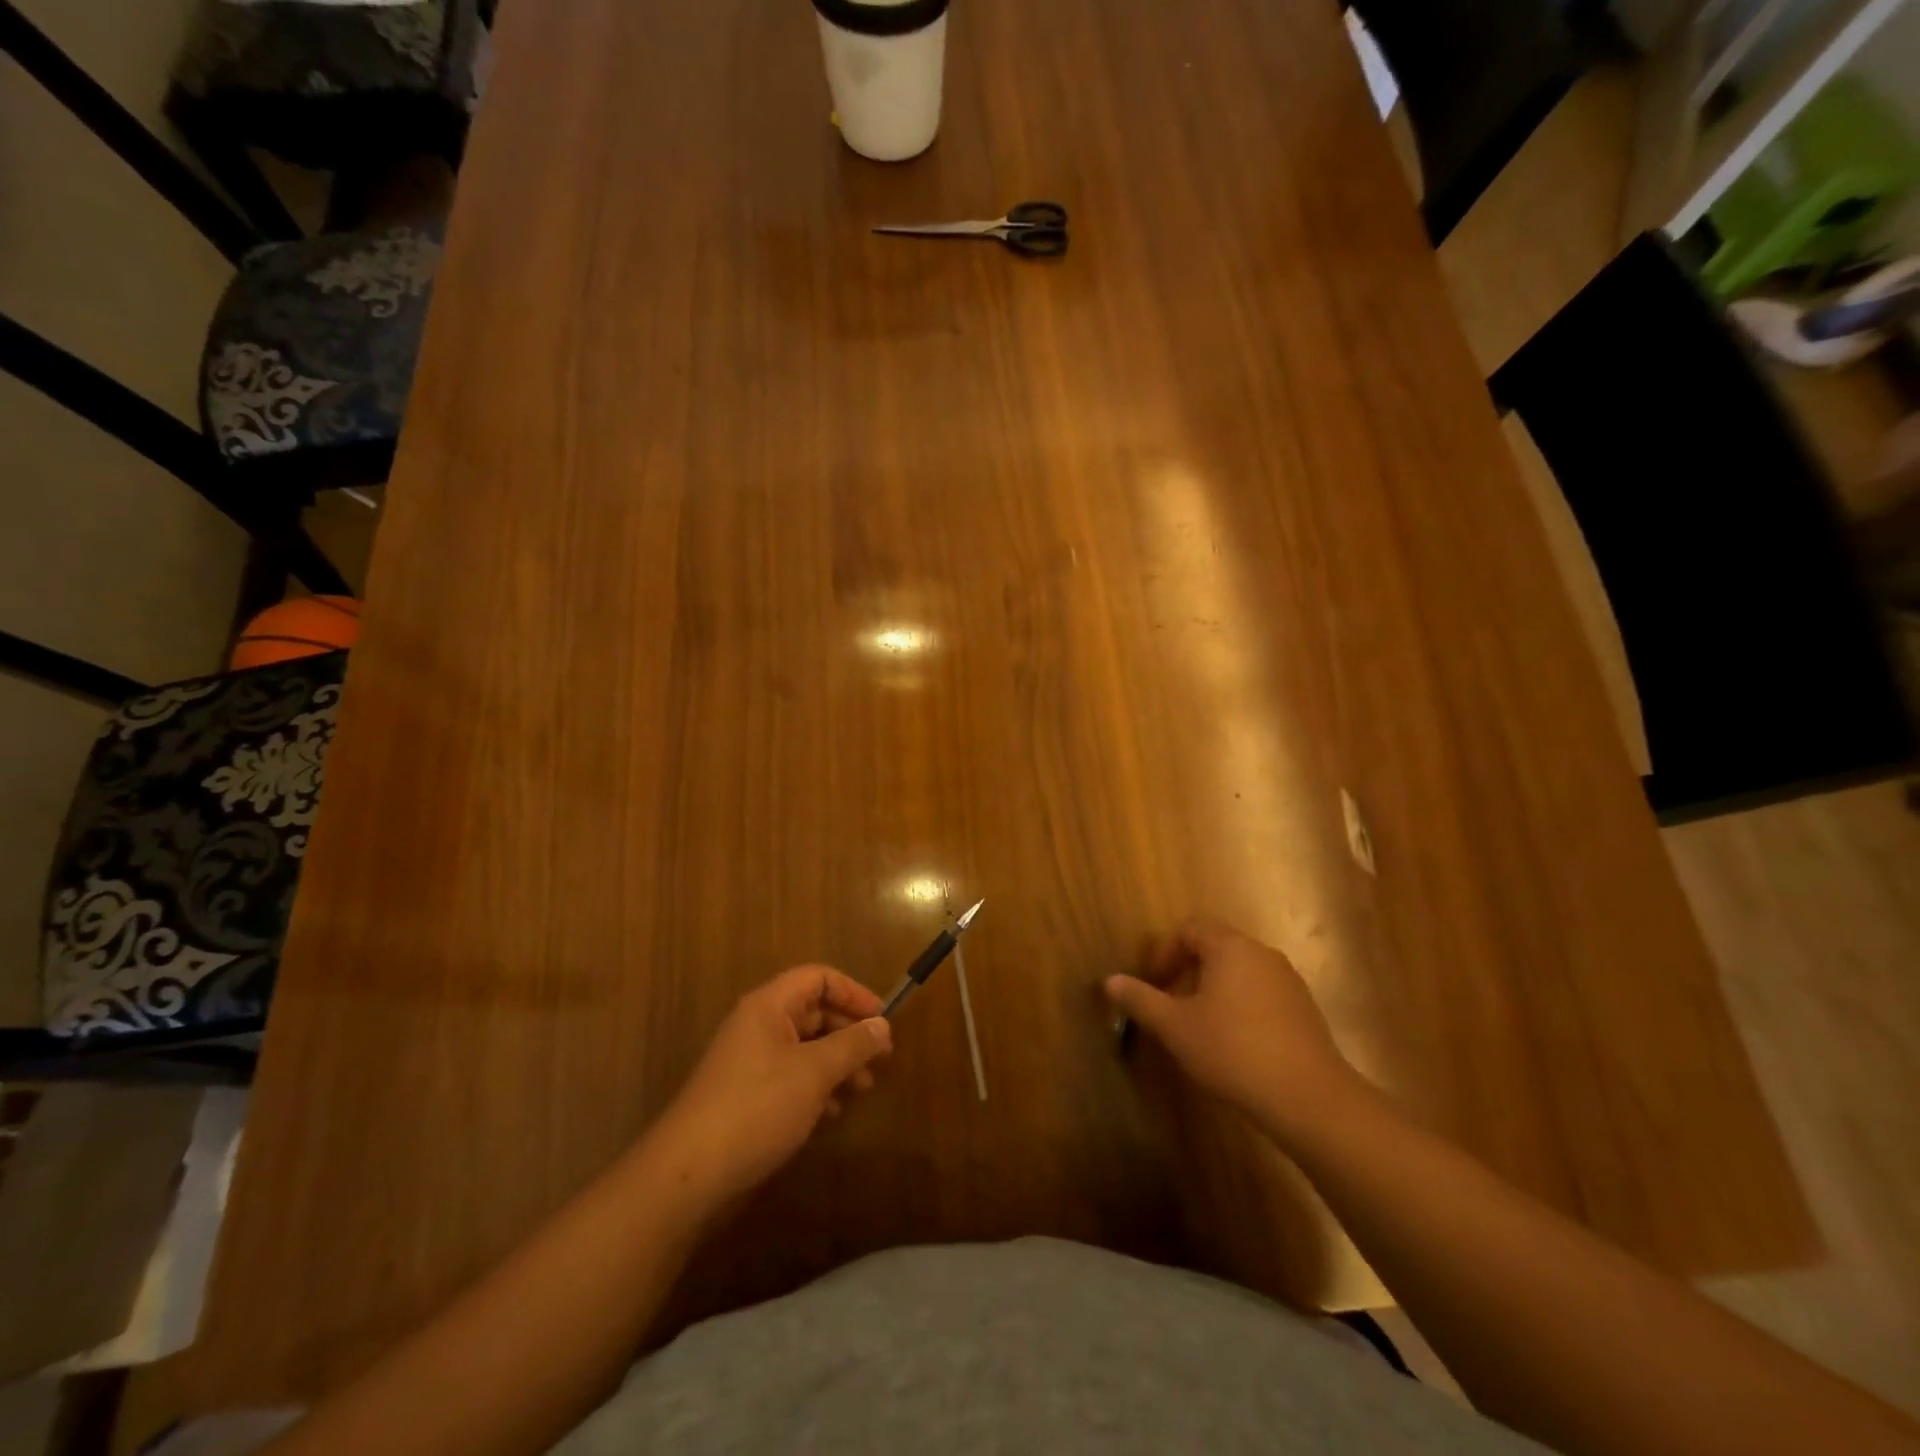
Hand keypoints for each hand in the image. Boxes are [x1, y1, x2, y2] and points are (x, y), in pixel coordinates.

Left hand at [648, 966, 892, 1206]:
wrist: (689, 1174)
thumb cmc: (757, 1107)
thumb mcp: (815, 1072)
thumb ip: (853, 1044)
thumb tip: (882, 1025)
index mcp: (769, 1006)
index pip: (818, 978)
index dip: (853, 992)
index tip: (882, 1019)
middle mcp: (758, 1026)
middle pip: (813, 1012)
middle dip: (849, 1032)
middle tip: (880, 1058)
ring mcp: (749, 1062)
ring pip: (804, 1048)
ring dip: (836, 1063)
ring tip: (862, 1089)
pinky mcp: (746, 1097)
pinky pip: (790, 1077)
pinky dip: (816, 1087)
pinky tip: (832, 1114)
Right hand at [1104, 918, 1363, 1145]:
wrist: (1309, 1098)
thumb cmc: (1232, 1051)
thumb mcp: (1175, 1027)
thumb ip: (1141, 1000)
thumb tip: (1110, 981)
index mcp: (1230, 947)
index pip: (1190, 930)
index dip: (1165, 952)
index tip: (1153, 984)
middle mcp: (1262, 954)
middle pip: (1215, 948)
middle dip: (1187, 972)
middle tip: (1170, 1006)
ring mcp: (1288, 981)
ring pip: (1239, 972)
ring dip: (1212, 990)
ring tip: (1198, 1027)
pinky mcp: (1304, 1010)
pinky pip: (1261, 993)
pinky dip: (1239, 1006)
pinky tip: (1233, 1044)